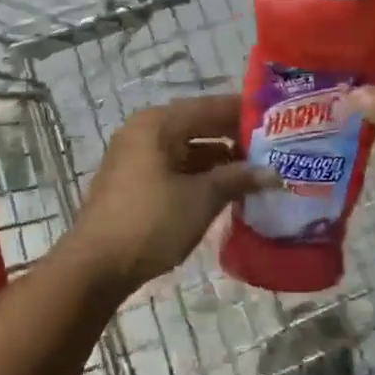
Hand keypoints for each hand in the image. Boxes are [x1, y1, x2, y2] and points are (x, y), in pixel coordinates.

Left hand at [67, 95, 272, 292]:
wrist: (94, 267)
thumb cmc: (151, 222)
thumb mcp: (201, 198)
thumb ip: (238, 179)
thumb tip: (273, 173)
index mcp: (159, 123)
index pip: (211, 107)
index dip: (246, 113)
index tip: (279, 121)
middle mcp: (145, 131)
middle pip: (199, 125)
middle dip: (235, 138)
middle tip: (273, 149)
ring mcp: (137, 157)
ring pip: (188, 149)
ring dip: (220, 160)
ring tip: (256, 173)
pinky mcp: (134, 182)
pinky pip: (176, 168)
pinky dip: (200, 175)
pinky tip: (226, 191)